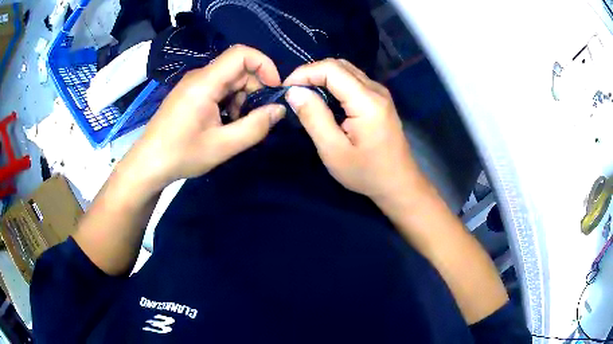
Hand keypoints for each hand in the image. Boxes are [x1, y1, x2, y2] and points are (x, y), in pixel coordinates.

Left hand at [124, 45, 285, 190]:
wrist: (148, 164)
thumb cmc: (181, 155)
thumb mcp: (223, 146)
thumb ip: (255, 127)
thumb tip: (279, 109)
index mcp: (205, 82)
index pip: (241, 54)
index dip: (264, 65)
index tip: (273, 91)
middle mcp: (199, 76)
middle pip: (238, 68)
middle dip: (254, 89)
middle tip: (255, 118)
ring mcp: (193, 84)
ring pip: (229, 80)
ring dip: (242, 99)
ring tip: (236, 125)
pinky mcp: (190, 94)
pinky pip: (218, 88)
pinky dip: (229, 102)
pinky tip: (224, 124)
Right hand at [284, 59, 422, 202]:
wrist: (399, 183)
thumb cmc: (367, 173)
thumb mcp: (333, 150)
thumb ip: (314, 117)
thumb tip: (294, 91)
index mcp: (367, 101)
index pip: (331, 69)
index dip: (304, 73)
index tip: (286, 90)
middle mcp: (376, 89)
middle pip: (339, 65)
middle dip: (311, 73)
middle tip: (294, 92)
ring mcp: (380, 93)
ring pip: (346, 70)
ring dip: (322, 77)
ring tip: (305, 96)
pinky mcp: (379, 100)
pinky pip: (353, 81)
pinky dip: (334, 84)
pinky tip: (325, 100)